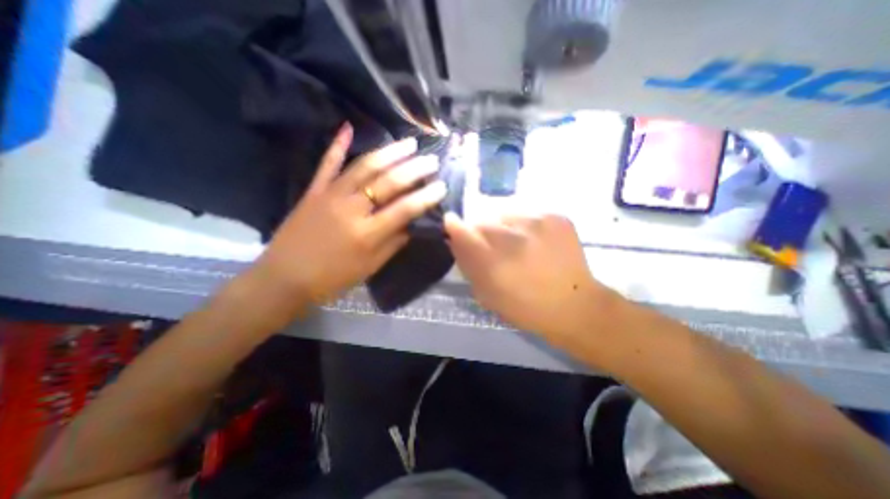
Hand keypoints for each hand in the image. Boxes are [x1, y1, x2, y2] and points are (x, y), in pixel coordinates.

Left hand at [250, 124, 444, 308]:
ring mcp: (331, 195)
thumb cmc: (332, 279)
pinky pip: (327, 164)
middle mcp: (352, 209)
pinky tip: (348, 127)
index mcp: (368, 233)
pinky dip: (338, 145)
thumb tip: (412, 225)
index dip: (425, 197)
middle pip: (388, 183)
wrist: (284, 278)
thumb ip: (393, 244)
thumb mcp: (370, 267)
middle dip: (414, 169)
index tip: (442, 186)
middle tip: (431, 159)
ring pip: (364, 167)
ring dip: (389, 153)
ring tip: (409, 143)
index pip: (404, 209)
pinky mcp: (313, 191)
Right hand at [446, 212, 619, 344]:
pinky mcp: (555, 217)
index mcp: (493, 263)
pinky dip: (525, 225)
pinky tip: (536, 241)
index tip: (452, 223)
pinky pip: (527, 214)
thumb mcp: (486, 294)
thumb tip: (455, 238)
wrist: (574, 305)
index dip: (455, 226)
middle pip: (482, 221)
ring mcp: (537, 224)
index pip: (462, 231)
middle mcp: (513, 239)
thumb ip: (467, 264)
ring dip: (504, 227)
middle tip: (495, 247)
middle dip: (482, 232)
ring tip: (518, 244)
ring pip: (504, 214)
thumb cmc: (524, 307)